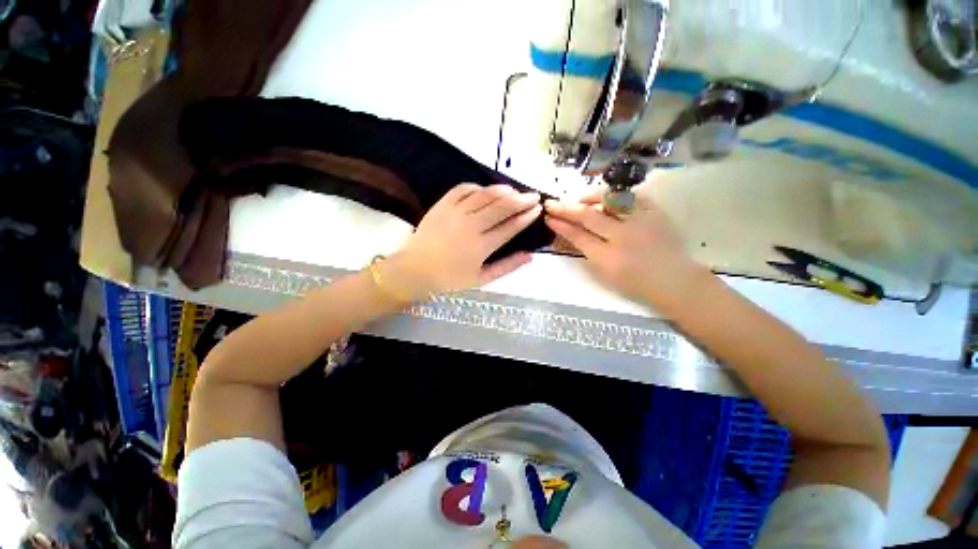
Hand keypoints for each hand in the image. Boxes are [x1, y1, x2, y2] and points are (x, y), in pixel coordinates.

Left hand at [384, 183, 541, 298]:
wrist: (413, 273)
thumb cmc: (449, 282)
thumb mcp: (481, 280)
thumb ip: (507, 267)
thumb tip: (530, 256)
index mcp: (481, 247)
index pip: (510, 227)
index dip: (526, 217)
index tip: (538, 209)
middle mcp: (470, 226)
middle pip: (501, 207)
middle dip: (521, 200)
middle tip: (533, 196)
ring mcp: (454, 213)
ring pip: (484, 195)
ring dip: (502, 190)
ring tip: (514, 191)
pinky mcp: (441, 206)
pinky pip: (461, 189)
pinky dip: (476, 187)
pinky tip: (484, 190)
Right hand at [544, 187, 705, 303]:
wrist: (674, 280)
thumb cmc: (636, 283)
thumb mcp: (605, 272)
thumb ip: (586, 250)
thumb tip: (570, 231)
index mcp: (608, 257)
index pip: (578, 236)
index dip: (561, 225)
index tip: (548, 217)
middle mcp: (623, 236)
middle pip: (588, 216)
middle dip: (566, 208)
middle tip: (552, 204)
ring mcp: (641, 221)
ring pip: (609, 199)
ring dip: (589, 197)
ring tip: (580, 199)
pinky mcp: (655, 212)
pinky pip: (631, 196)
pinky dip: (615, 195)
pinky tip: (607, 199)